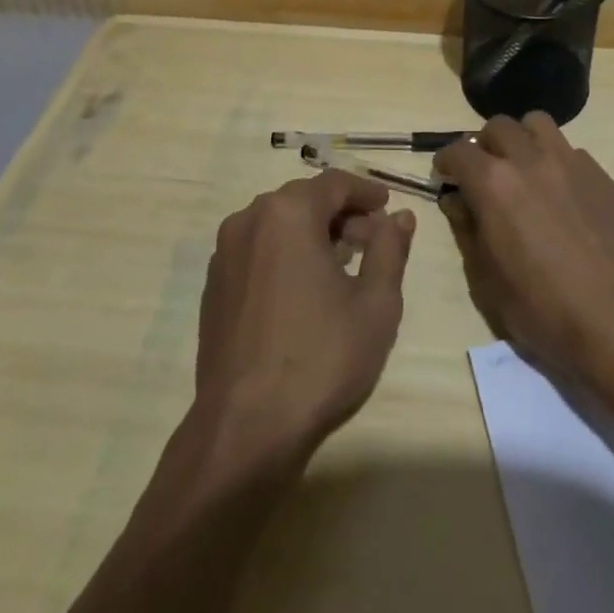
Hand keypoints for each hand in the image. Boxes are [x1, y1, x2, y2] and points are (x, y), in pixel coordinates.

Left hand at [194, 171, 415, 458]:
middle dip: (342, 214)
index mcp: (288, 213)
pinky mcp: (213, 287)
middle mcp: (249, 220)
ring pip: (278, 224)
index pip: (334, 183)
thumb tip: (400, 217)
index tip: (388, 207)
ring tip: (343, 267)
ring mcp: (224, 254)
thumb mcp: (375, 303)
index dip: (366, 192)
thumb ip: (390, 249)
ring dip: (313, 234)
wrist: (245, 428)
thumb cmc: (321, 357)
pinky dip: (285, 255)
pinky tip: (305, 291)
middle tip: (373, 242)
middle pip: (304, 200)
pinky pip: (257, 251)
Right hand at [435, 114, 613, 387]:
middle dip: (485, 145)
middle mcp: (530, 160)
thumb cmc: (542, 307)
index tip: (446, 175)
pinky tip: (562, 196)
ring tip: (524, 169)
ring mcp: (571, 163)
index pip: (459, 150)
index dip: (446, 161)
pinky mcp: (602, 176)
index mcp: (494, 183)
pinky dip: (557, 162)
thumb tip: (457, 201)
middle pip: (498, 126)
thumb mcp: (486, 280)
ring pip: (538, 124)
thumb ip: (467, 230)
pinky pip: (572, 152)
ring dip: (523, 140)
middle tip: (485, 173)